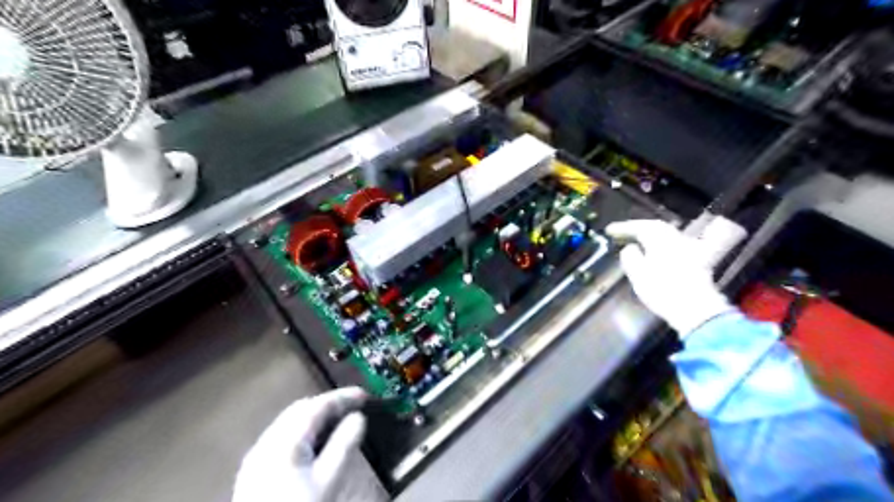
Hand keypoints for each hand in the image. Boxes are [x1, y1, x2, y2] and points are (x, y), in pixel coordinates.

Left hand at [234, 389, 370, 501]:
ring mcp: (257, 456)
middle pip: (301, 409)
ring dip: (315, 416)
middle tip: (353, 407)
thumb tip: (358, 417)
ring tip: (338, 422)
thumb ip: (344, 445)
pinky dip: (302, 431)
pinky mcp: (253, 471)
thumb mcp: (329, 481)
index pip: (318, 406)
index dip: (344, 397)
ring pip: (289, 422)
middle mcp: (267, 441)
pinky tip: (314, 444)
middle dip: (328, 404)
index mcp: (286, 440)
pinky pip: (281, 436)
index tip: (365, 395)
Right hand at [604, 220, 736, 336]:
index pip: (641, 227)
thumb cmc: (662, 291)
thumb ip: (630, 257)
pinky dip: (669, 244)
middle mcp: (677, 240)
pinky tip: (666, 249)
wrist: (696, 310)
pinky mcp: (698, 263)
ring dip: (653, 235)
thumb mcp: (638, 274)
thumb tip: (630, 248)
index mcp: (661, 241)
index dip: (624, 227)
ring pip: (670, 235)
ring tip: (641, 240)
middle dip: (639, 228)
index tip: (609, 230)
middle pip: (657, 227)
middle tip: (624, 232)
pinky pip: (680, 245)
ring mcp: (690, 251)